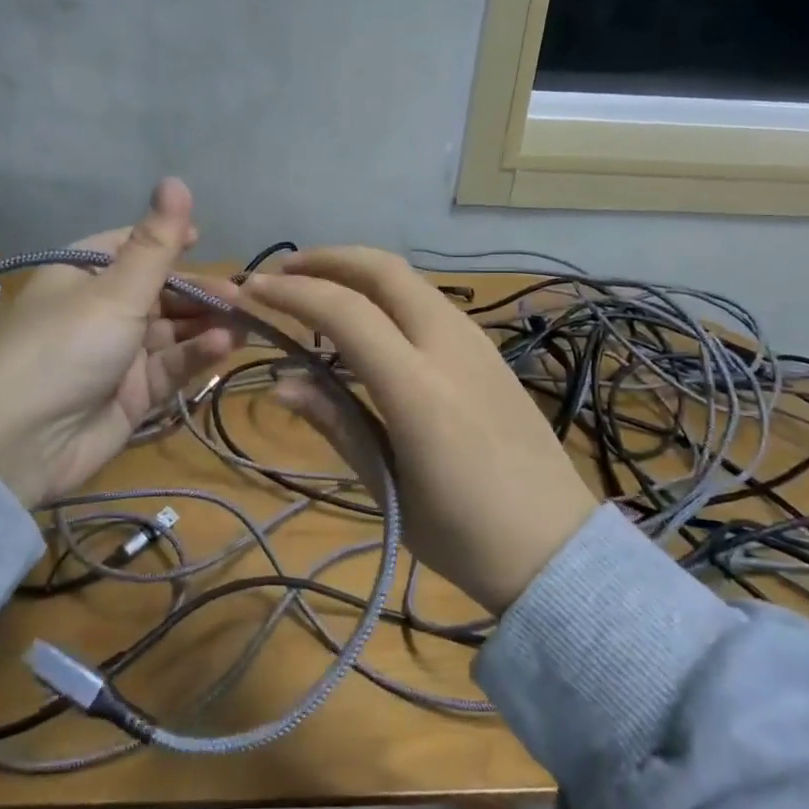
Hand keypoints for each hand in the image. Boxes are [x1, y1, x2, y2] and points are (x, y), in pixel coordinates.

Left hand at [0, 179, 238, 505]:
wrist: (20, 442)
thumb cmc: (67, 345)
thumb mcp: (116, 290)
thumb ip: (157, 243)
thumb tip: (176, 179)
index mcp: (85, 274)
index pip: (132, 247)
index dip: (168, 242)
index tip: (204, 240)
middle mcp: (101, 310)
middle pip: (161, 292)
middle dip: (201, 292)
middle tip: (243, 296)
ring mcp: (118, 354)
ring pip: (172, 331)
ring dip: (206, 325)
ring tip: (244, 321)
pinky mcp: (133, 394)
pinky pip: (170, 366)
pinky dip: (195, 355)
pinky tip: (222, 347)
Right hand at [241, 248, 596, 614]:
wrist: (556, 549)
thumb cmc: (464, 535)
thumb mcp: (388, 487)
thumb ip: (336, 422)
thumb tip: (280, 383)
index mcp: (419, 388)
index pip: (345, 312)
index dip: (292, 294)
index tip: (252, 292)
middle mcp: (449, 347)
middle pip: (383, 270)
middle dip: (327, 259)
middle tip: (282, 274)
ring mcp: (476, 343)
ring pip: (409, 280)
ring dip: (357, 271)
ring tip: (316, 290)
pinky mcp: (489, 352)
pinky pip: (429, 302)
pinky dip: (387, 293)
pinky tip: (368, 320)